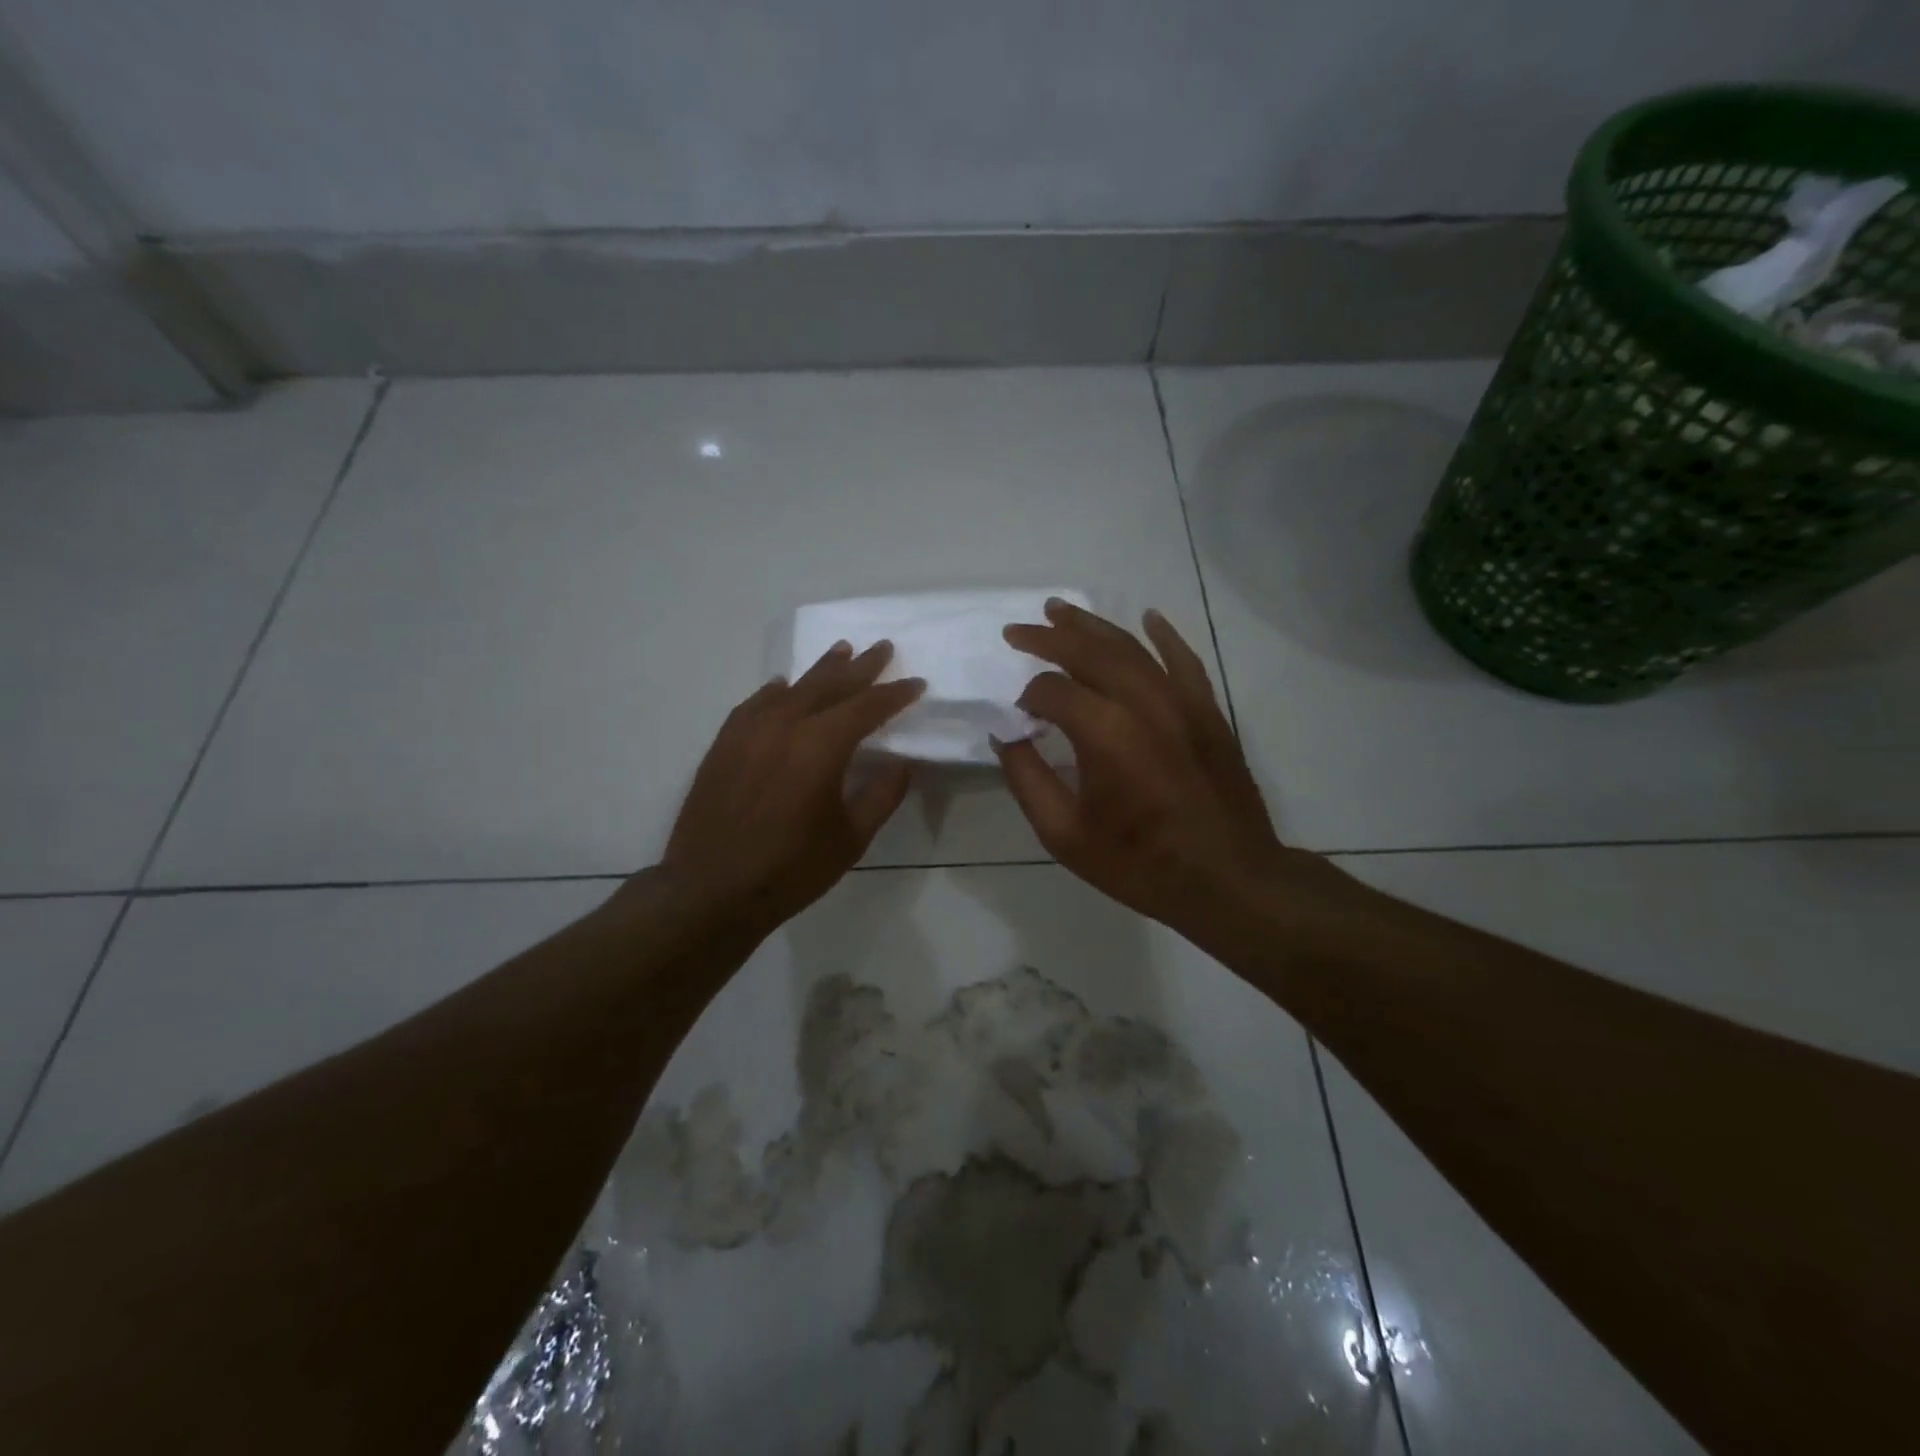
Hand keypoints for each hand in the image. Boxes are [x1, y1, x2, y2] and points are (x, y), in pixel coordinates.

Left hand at [658, 640, 924, 938]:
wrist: (711, 890)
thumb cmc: (790, 869)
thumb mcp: (851, 838)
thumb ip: (881, 795)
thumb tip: (902, 763)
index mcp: (821, 746)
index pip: (867, 707)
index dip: (895, 694)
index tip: (917, 684)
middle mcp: (785, 726)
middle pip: (830, 685)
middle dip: (861, 667)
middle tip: (883, 647)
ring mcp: (749, 731)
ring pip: (793, 689)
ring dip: (821, 670)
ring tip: (842, 651)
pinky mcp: (724, 744)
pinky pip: (756, 704)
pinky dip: (776, 691)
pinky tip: (783, 687)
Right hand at [997, 599, 1338, 941]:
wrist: (1229, 879)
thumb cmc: (1140, 863)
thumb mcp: (1065, 836)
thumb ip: (1027, 780)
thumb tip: (1005, 737)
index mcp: (1104, 733)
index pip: (1052, 690)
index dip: (1027, 698)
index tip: (1018, 717)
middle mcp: (1143, 702)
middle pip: (1088, 651)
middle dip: (1048, 637)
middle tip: (1017, 630)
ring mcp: (1181, 701)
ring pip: (1131, 646)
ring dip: (1092, 625)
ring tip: (1060, 610)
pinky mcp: (1208, 710)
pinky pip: (1184, 659)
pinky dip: (1164, 635)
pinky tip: (1148, 617)